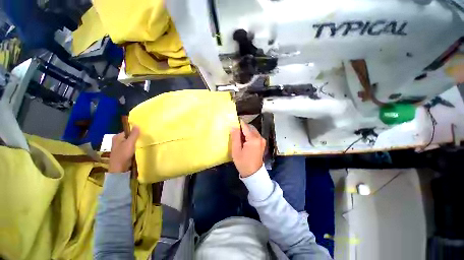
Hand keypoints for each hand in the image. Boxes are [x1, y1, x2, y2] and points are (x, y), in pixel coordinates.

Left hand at [108, 126, 139, 172]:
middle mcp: (117, 141)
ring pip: (130, 142)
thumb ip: (134, 134)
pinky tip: (139, 149)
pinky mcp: (123, 152)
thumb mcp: (130, 143)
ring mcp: (120, 147)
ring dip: (136, 143)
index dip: (135, 132)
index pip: (128, 131)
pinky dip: (135, 147)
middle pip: (129, 137)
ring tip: (143, 143)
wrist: (119, 168)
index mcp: (117, 137)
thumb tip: (137, 125)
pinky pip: (130, 147)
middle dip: (136, 138)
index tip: (142, 134)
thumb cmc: (123, 154)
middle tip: (144, 139)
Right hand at [230, 120, 265, 177]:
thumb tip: (233, 126)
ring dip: (246, 131)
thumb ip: (235, 137)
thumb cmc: (243, 162)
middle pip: (250, 127)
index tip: (233, 121)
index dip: (239, 123)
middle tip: (234, 131)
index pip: (245, 126)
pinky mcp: (262, 143)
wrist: (253, 173)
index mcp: (253, 139)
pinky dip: (249, 135)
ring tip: (238, 137)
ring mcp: (262, 140)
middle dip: (242, 127)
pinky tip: (244, 140)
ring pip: (253, 131)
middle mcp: (260, 137)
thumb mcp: (236, 150)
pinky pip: (255, 135)